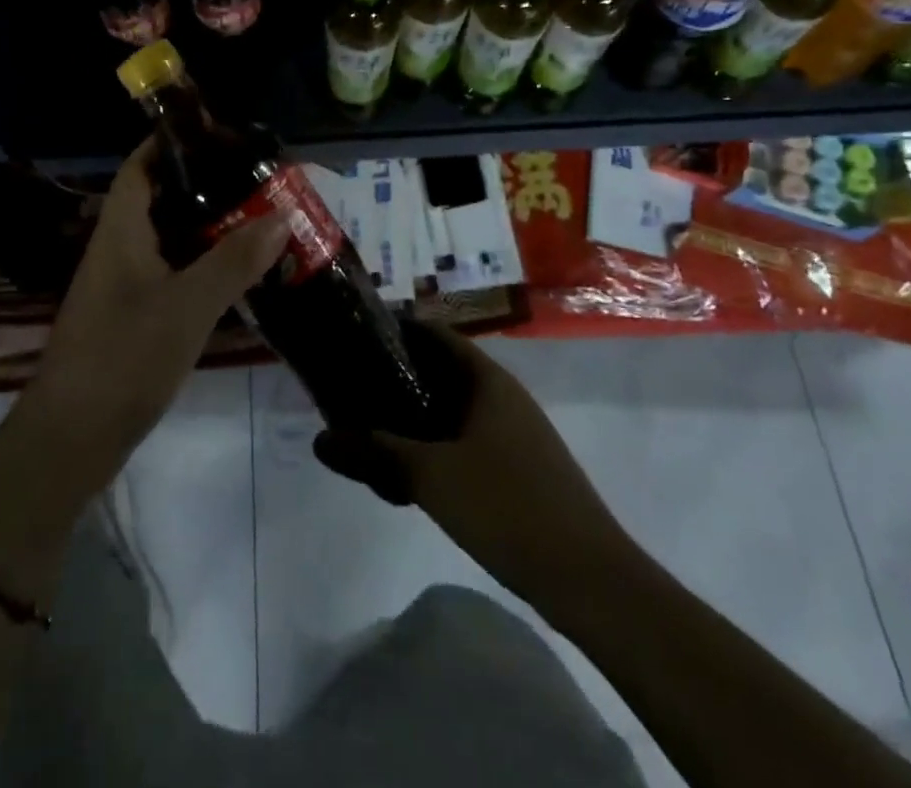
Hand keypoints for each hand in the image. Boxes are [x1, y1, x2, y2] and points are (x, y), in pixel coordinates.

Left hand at [30, 136, 288, 470]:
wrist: (72, 440)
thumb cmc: (123, 358)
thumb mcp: (187, 306)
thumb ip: (233, 261)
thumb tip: (280, 215)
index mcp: (120, 231)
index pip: (140, 167)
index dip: (172, 143)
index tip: (218, 135)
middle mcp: (119, 249)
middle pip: (162, 201)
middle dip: (207, 188)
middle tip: (257, 182)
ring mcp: (124, 285)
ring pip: (171, 241)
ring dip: (211, 230)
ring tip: (261, 221)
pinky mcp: (133, 317)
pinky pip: (173, 275)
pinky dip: (205, 267)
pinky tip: (240, 276)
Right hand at [314, 324, 630, 601]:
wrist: (590, 580)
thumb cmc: (508, 507)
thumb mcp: (431, 476)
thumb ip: (374, 452)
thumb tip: (320, 439)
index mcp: (487, 380)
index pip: (435, 334)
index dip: (396, 329)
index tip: (354, 336)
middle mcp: (501, 397)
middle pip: (440, 372)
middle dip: (395, 379)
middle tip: (349, 387)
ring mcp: (513, 434)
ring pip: (450, 412)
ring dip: (411, 420)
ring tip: (368, 432)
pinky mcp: (516, 469)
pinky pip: (463, 443)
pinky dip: (432, 449)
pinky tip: (405, 476)